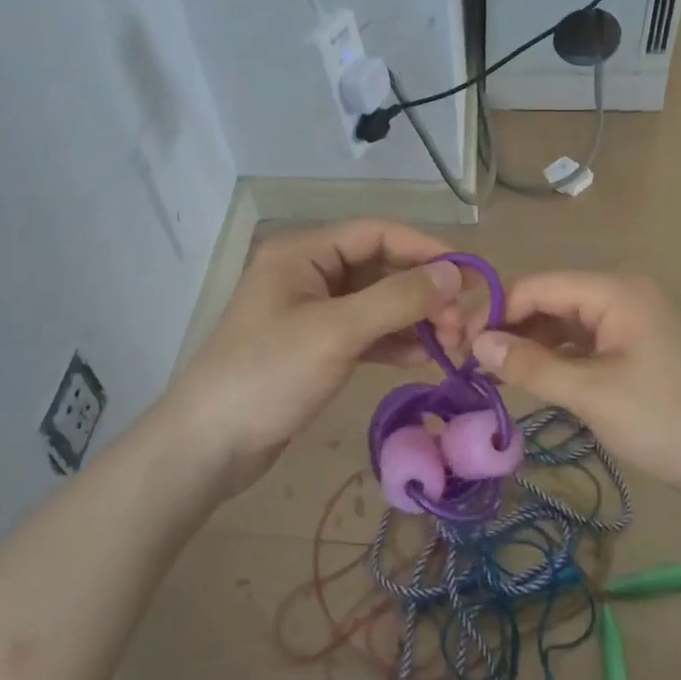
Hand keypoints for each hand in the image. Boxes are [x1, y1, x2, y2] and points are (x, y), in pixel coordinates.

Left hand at [164, 220, 465, 495]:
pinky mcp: (316, 347)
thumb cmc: (269, 375)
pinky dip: (395, 343)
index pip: (377, 233)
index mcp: (304, 253)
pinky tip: (427, 359)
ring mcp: (311, 312)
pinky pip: (366, 333)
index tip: (471, 276)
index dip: (427, 250)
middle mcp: (308, 273)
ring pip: (376, 303)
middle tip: (462, 325)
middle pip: (380, 268)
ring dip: (415, 320)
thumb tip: (454, 273)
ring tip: (453, 345)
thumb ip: (398, 299)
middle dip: (423, 292)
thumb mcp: (337, 332)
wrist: (209, 445)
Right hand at [470, 272, 680, 515]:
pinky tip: (532, 379)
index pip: (537, 286)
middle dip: (509, 327)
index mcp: (615, 291)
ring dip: (530, 345)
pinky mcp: (637, 348)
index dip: (495, 311)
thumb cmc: (670, 423)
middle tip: (469, 363)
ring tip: (492, 374)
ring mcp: (632, 322)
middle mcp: (623, 294)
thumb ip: (530, 366)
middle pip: (549, 300)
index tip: (458, 346)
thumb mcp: (592, 395)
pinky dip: (556, 358)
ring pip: (565, 323)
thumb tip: (477, 343)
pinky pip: (584, 343)